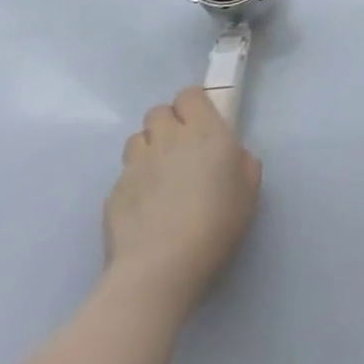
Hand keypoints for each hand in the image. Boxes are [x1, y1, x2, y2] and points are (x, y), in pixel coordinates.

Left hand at [104, 86, 260, 312]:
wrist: (160, 268)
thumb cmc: (216, 222)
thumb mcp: (250, 187)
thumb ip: (241, 161)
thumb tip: (230, 156)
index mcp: (204, 132)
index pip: (189, 95)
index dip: (194, 104)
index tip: (204, 122)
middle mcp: (167, 140)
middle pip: (157, 112)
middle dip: (168, 123)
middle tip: (182, 147)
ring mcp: (135, 166)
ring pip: (136, 139)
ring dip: (149, 147)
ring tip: (160, 173)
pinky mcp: (113, 194)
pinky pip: (124, 174)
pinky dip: (135, 181)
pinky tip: (146, 206)